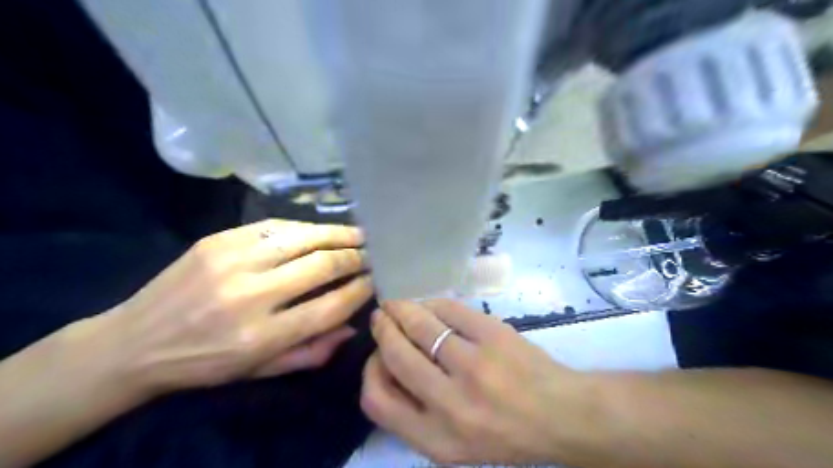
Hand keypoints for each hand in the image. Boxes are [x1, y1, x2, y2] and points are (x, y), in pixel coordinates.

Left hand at [87, 222, 370, 396]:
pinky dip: (305, 228)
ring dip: (338, 234)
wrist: (133, 342)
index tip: (375, 280)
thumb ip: (311, 352)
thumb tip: (352, 325)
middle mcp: (250, 295)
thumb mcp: (259, 372)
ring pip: (303, 238)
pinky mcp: (218, 240)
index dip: (360, 290)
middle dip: (355, 257)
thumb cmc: (204, 364)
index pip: (330, 307)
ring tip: (359, 234)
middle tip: (373, 253)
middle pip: (321, 266)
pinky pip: (275, 227)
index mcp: (261, 336)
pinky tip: (321, 230)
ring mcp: (232, 261)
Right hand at [361, 301, 595, 463]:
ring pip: (420, 325)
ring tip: (397, 305)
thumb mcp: (452, 444)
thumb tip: (386, 363)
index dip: (370, 370)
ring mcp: (473, 364)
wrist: (560, 414)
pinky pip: (449, 309)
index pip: (377, 400)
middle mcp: (450, 404)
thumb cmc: (504, 433)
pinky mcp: (493, 335)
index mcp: (436, 439)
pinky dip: (433, 303)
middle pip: (395, 354)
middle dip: (383, 328)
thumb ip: (415, 413)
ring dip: (402, 309)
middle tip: (382, 317)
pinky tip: (431, 305)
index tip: (377, 355)